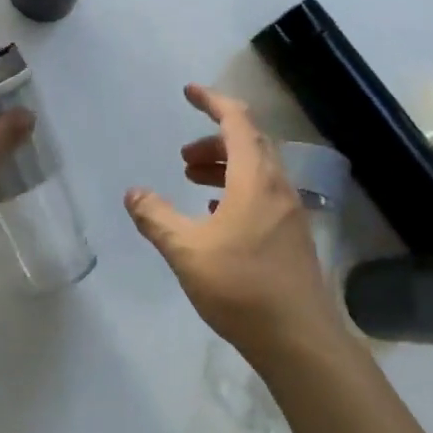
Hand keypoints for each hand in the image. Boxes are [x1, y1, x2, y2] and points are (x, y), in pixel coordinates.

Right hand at [124, 85, 342, 357]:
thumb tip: (133, 192)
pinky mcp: (291, 235)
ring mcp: (288, 211)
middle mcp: (277, 185)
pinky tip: (216, 216)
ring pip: (255, 169)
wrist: (300, 340)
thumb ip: (156, 217)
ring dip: (224, 165)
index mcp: (255, 177)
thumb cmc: (241, 287)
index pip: (236, 120)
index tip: (188, 92)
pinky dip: (236, 189)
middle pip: (248, 142)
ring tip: (192, 181)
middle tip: (183, 157)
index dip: (212, 101)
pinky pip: (262, 193)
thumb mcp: (186, 250)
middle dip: (213, 139)